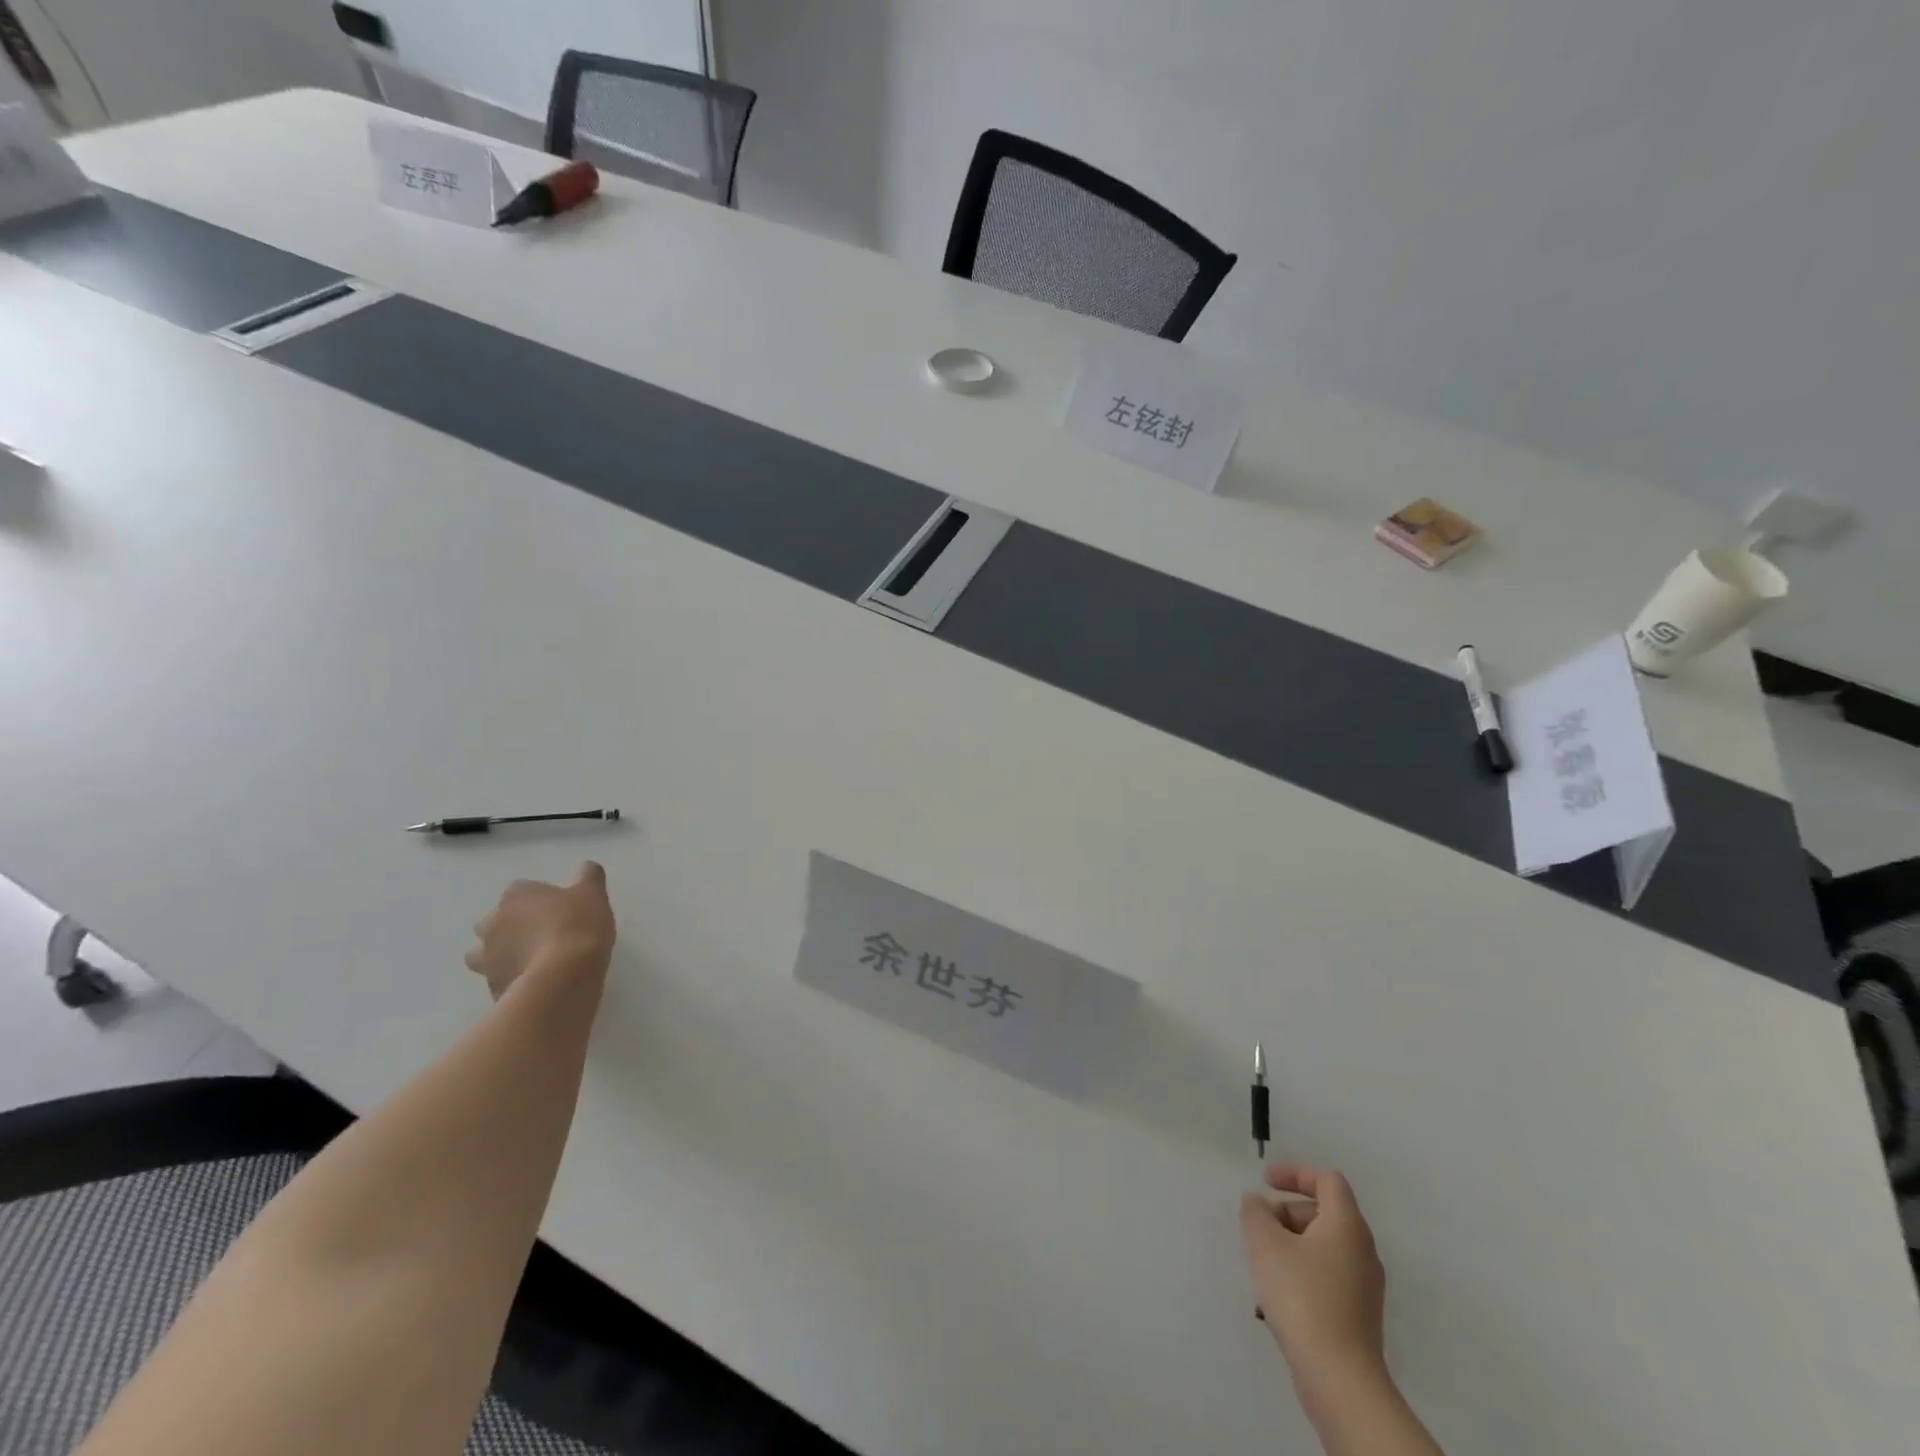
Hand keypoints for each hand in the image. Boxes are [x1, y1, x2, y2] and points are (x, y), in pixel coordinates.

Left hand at [464, 862, 615, 999]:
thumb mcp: (593, 894)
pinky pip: (499, 979)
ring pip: (484, 954)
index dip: (538, 898)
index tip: (558, 908)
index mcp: (515, 896)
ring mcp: (487, 958)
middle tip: (541, 934)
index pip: (520, 890)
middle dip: (510, 927)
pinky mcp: (492, 987)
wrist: (562, 977)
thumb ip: (588, 877)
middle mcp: (493, 923)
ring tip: (529, 962)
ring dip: (500, 955)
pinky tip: (535, 983)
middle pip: (494, 921)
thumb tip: (587, 867)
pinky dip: (511, 979)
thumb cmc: (577, 926)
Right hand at [1240, 1164, 1386, 1392]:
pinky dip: (1300, 1274)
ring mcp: (1364, 1287)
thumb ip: (1256, 1211)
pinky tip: (1276, 1299)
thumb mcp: (1265, 1242)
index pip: (1327, 1179)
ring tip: (1260, 1267)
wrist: (1340, 1379)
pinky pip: (1325, 1277)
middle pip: (1323, 1213)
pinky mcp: (1358, 1317)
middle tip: (1258, 1229)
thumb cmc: (1302, 1296)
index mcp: (1347, 1225)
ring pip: (1321, 1248)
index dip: (1295, 1172)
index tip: (1265, 1181)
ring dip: (1288, 1246)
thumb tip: (1258, 1203)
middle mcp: (1362, 1251)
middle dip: (1285, 1213)